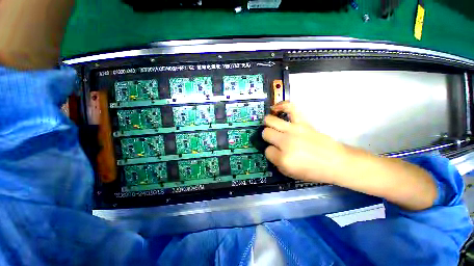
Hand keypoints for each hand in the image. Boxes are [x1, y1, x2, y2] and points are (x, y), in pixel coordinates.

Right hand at [262, 101, 346, 182]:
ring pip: (270, 121)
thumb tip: (270, 149)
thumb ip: (276, 161)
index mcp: (283, 159)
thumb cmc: (313, 171)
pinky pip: (289, 108)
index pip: (267, 151)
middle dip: (268, 137)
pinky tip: (275, 108)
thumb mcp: (290, 173)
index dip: (271, 152)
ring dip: (268, 123)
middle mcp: (286, 142)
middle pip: (266, 133)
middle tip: (274, 140)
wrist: (336, 162)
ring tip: (270, 125)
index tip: (277, 153)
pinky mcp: (302, 122)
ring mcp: (294, 130)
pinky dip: (281, 106)